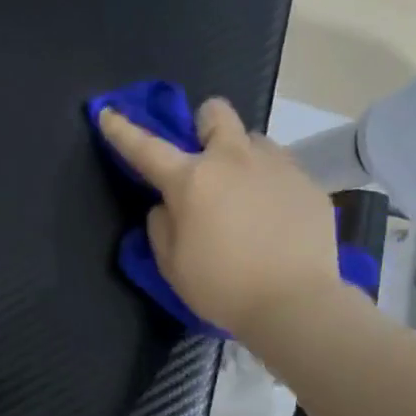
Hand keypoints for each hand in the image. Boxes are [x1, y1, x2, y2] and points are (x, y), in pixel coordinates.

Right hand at [97, 98, 348, 337]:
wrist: (295, 303)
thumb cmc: (222, 287)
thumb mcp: (172, 265)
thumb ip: (161, 227)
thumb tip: (167, 206)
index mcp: (191, 181)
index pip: (146, 148)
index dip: (122, 131)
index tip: (107, 113)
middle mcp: (234, 161)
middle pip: (216, 112)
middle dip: (204, 125)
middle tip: (205, 157)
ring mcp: (277, 167)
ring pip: (254, 141)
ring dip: (241, 158)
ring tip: (245, 196)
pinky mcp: (309, 184)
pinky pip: (283, 170)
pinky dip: (270, 185)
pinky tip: (274, 220)